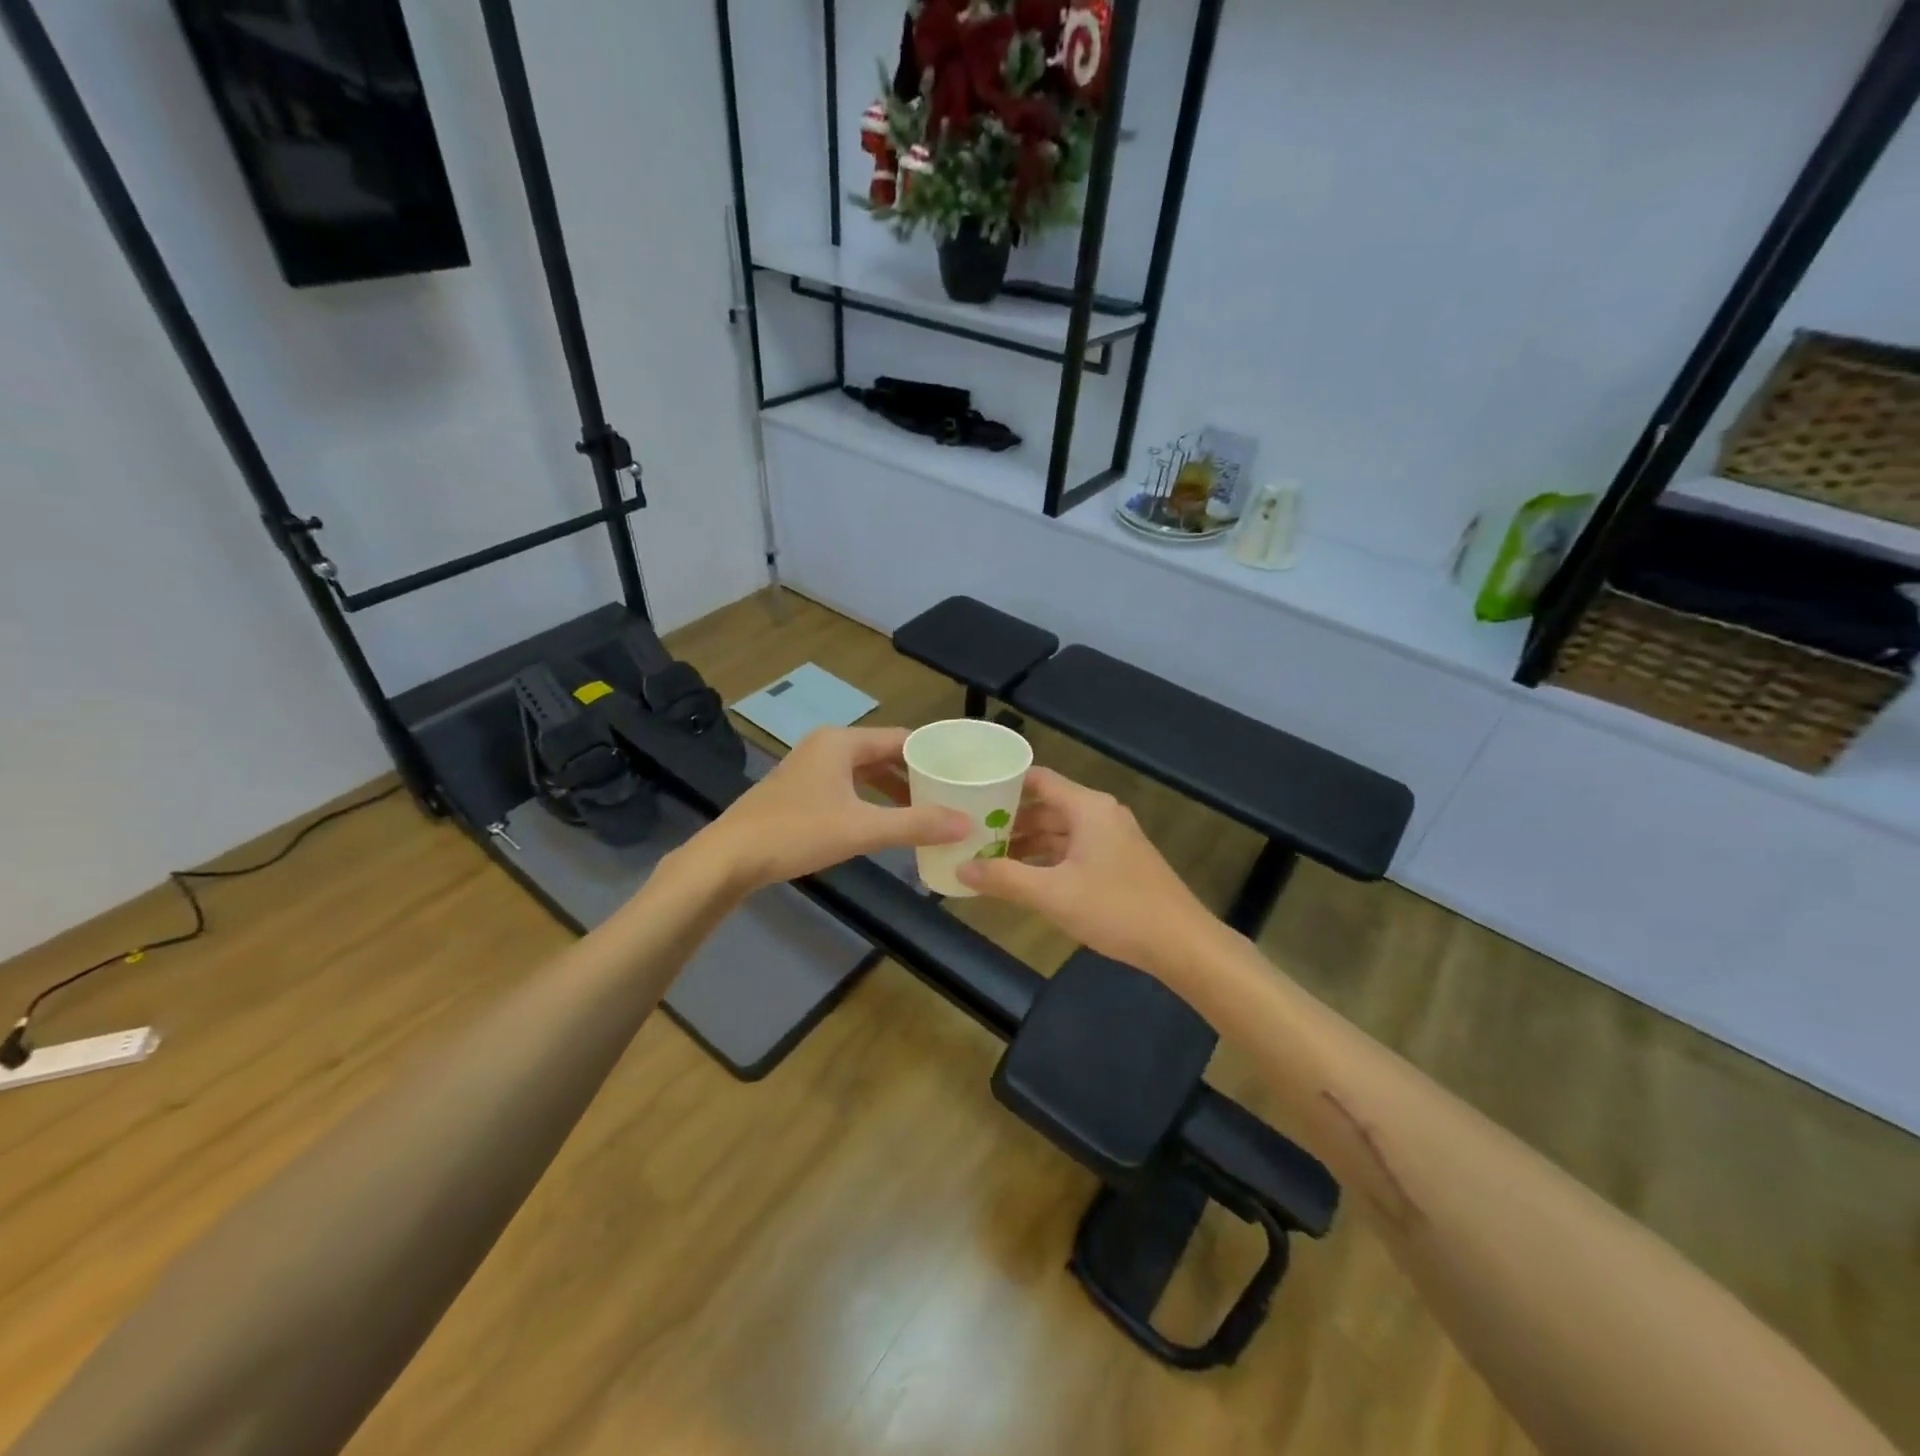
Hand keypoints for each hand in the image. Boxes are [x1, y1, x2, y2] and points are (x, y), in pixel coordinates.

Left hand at [698, 727, 968, 889]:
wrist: (729, 858)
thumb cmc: (797, 832)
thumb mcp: (862, 828)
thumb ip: (915, 824)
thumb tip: (966, 823)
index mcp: (842, 742)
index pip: (901, 738)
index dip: (933, 755)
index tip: (963, 772)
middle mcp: (827, 746)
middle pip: (884, 753)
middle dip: (916, 774)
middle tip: (952, 794)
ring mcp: (811, 768)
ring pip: (865, 772)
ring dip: (894, 789)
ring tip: (928, 810)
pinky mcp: (801, 791)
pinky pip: (849, 787)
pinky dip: (872, 800)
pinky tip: (887, 822)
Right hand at [956, 767, 1221, 978]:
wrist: (1181, 944)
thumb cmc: (1116, 909)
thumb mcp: (1052, 895)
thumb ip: (1004, 879)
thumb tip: (960, 869)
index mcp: (1087, 807)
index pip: (1038, 780)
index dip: (1004, 785)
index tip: (971, 795)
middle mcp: (1101, 814)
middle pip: (1047, 806)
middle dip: (1011, 821)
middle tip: (972, 834)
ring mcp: (1113, 838)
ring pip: (1061, 830)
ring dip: (1029, 843)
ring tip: (990, 858)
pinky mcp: (1119, 861)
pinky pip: (1075, 849)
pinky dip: (1049, 859)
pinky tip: (1026, 878)